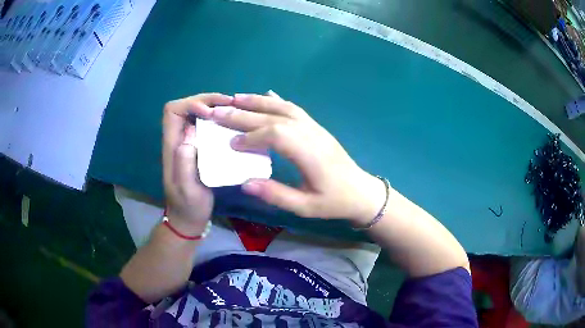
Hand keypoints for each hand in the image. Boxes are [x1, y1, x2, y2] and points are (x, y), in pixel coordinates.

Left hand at [162, 93, 232, 233]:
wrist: (189, 217)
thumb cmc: (188, 205)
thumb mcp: (187, 189)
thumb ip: (184, 163)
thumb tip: (190, 132)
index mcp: (172, 145)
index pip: (172, 111)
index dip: (190, 104)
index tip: (209, 113)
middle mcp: (178, 138)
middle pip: (185, 106)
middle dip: (207, 100)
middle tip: (230, 104)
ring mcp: (188, 142)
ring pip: (196, 113)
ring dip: (214, 106)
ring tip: (235, 110)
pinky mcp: (198, 147)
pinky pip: (206, 124)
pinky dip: (219, 119)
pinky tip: (233, 123)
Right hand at [206, 92, 385, 224]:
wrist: (361, 191)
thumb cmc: (334, 201)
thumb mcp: (306, 207)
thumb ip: (276, 195)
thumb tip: (245, 183)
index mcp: (309, 154)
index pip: (276, 135)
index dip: (252, 136)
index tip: (231, 143)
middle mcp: (311, 134)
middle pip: (274, 117)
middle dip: (244, 114)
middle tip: (218, 111)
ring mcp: (315, 127)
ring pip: (283, 107)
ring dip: (257, 101)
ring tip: (234, 98)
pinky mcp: (316, 127)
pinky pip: (294, 108)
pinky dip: (277, 100)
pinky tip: (266, 94)